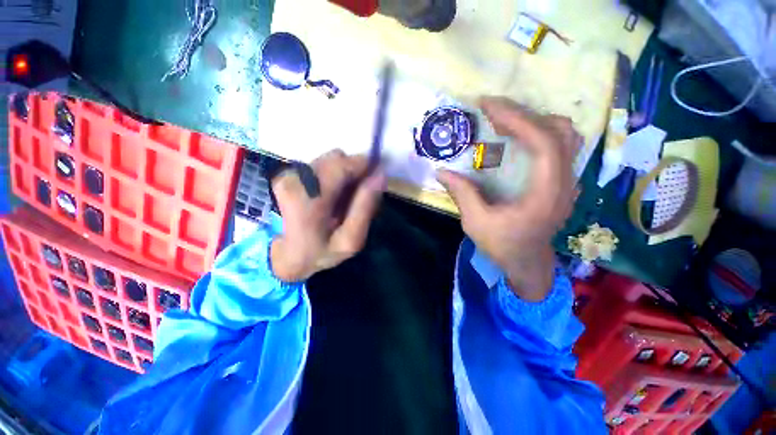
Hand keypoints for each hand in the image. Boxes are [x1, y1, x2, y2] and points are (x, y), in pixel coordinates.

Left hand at [270, 150, 384, 281]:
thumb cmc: (321, 252)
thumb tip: (380, 174)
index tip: (375, 182)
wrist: (289, 256)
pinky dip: (335, 177)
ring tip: (345, 200)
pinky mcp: (290, 173)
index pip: (343, 164)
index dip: (365, 167)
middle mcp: (295, 178)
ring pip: (332, 160)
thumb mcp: (351, 239)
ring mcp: (289, 174)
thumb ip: (365, 207)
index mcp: (309, 197)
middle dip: (355, 174)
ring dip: (345, 176)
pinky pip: (324, 165)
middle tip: (358, 198)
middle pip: (338, 159)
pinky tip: (334, 197)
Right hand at [437, 97, 580, 300]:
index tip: (489, 106)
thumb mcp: (476, 223)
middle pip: (559, 132)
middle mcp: (564, 182)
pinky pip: (560, 146)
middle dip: (524, 114)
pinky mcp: (561, 182)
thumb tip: (441, 171)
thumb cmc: (503, 246)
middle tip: (493, 111)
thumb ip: (461, 194)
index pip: (543, 143)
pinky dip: (540, 133)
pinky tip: (518, 137)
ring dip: (535, 121)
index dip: (518, 119)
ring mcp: (567, 181)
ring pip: (565, 136)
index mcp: (545, 194)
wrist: (527, 262)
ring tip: (505, 120)